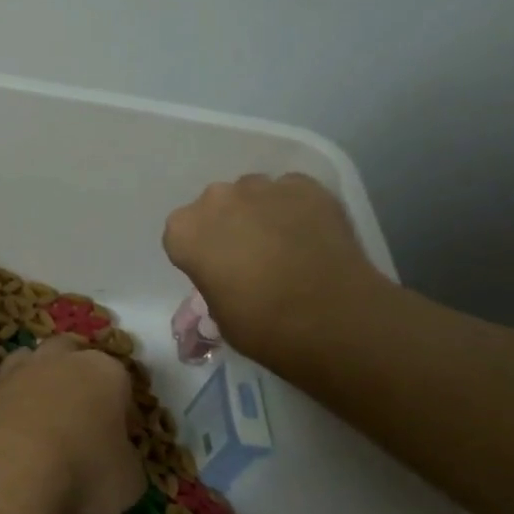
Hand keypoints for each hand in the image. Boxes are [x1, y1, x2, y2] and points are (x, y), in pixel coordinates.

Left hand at [0, 336, 142, 513]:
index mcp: (104, 372)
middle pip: (68, 354)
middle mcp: (57, 361)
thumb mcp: (127, 482)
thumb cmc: (81, 471)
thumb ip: (124, 462)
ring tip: (37, 426)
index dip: (120, 410)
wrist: (0, 469)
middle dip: (73, 377)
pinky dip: (4, 413)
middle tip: (76, 418)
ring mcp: (12, 372)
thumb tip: (116, 462)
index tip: (116, 439)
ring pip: (27, 365)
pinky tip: (5, 444)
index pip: (120, 380)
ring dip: (33, 387)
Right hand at [162, 173, 385, 360]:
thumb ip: (214, 279)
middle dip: (228, 225)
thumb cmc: (262, 326)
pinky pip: (291, 192)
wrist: (332, 319)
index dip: (200, 252)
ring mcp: (262, 188)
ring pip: (253, 193)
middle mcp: (216, 199)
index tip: (217, 270)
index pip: (181, 234)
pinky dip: (296, 208)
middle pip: (215, 206)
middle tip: (251, 256)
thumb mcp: (218, 312)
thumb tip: (230, 275)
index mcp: (184, 231)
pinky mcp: (305, 186)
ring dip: (260, 213)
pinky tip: (311, 235)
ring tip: (284, 244)